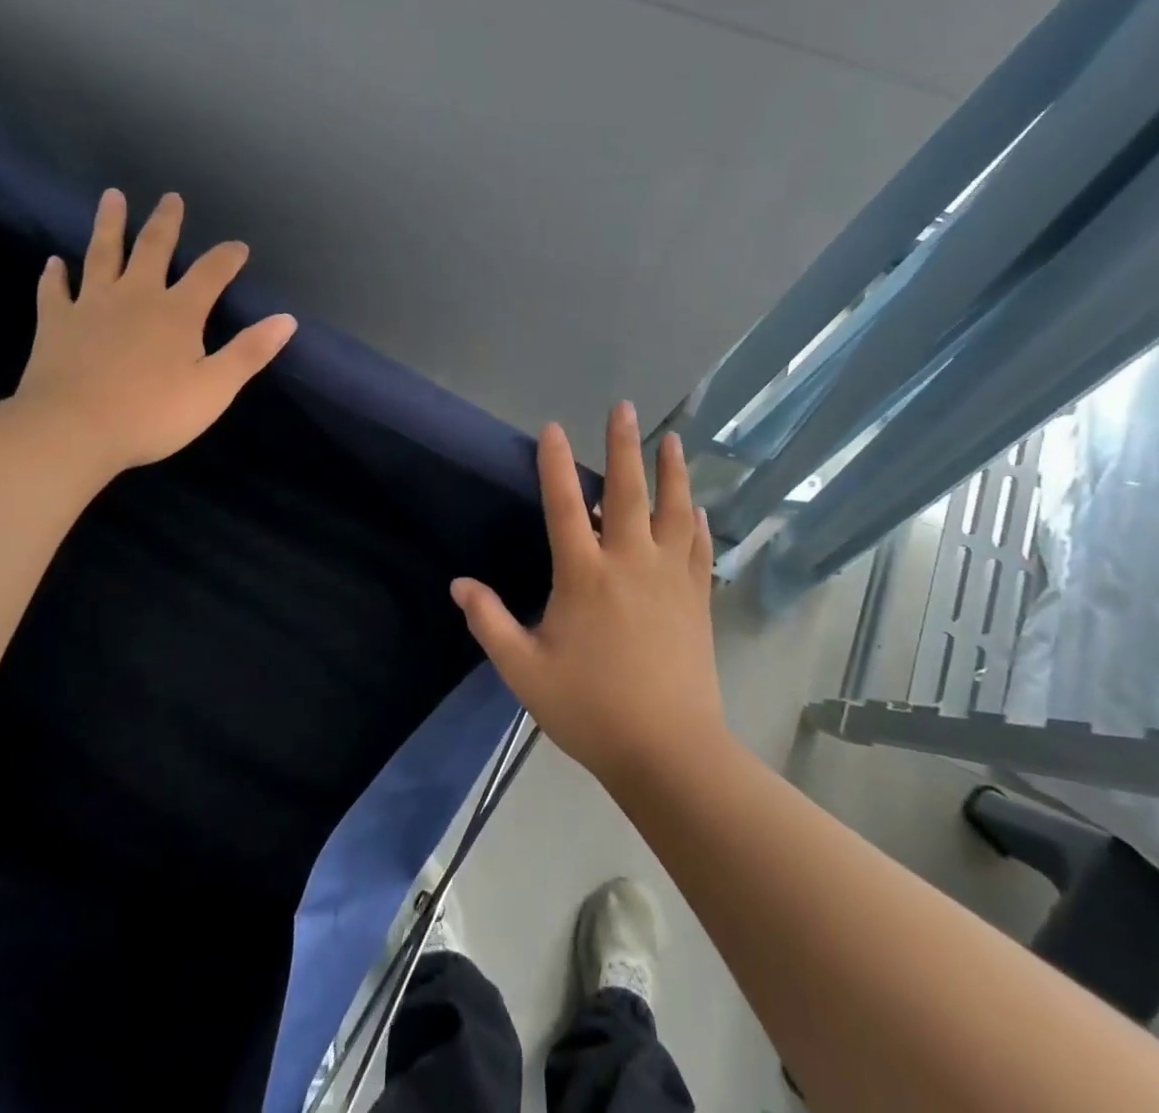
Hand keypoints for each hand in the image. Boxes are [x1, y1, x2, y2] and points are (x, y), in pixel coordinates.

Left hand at [12, 189, 295, 486]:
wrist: (73, 429)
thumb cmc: (153, 413)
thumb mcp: (215, 388)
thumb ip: (250, 351)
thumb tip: (286, 319)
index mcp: (178, 312)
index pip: (210, 273)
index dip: (227, 257)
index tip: (239, 246)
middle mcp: (136, 296)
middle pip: (153, 248)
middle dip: (166, 222)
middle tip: (170, 197)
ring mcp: (91, 305)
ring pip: (102, 254)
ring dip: (110, 224)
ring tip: (112, 196)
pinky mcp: (56, 323)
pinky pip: (55, 291)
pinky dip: (55, 275)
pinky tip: (54, 262)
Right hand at [451, 403, 723, 787]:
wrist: (669, 751)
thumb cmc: (590, 708)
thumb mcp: (524, 670)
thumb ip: (489, 622)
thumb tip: (459, 584)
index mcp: (584, 575)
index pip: (566, 505)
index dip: (555, 464)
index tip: (552, 428)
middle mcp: (630, 562)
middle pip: (628, 491)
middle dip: (623, 445)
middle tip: (623, 407)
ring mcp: (669, 578)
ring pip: (674, 510)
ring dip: (672, 472)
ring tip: (672, 440)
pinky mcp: (696, 598)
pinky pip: (699, 548)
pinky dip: (696, 523)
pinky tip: (697, 510)